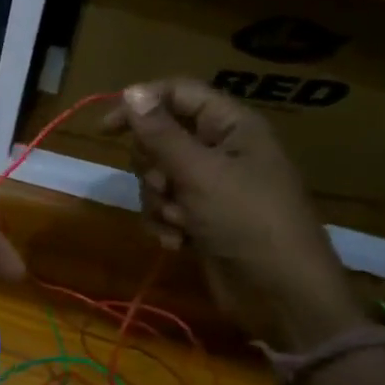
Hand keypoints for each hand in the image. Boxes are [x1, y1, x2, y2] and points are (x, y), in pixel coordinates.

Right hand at [103, 80, 362, 351]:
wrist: (279, 293)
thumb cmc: (247, 221)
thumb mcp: (199, 173)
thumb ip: (161, 133)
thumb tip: (132, 91)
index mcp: (231, 127)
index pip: (178, 94)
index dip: (141, 105)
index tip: (105, 129)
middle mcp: (221, 151)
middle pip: (161, 139)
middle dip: (153, 168)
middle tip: (166, 188)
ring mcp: (211, 188)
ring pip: (157, 178)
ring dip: (158, 203)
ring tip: (180, 223)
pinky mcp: (202, 219)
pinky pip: (165, 208)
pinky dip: (165, 224)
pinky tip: (179, 243)